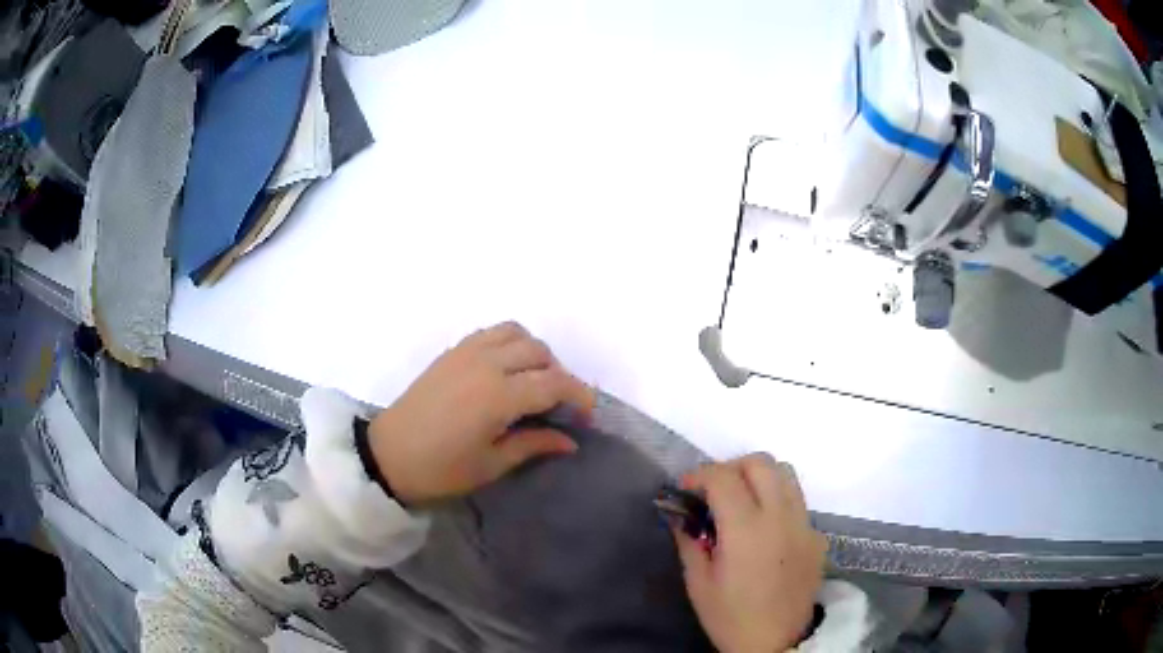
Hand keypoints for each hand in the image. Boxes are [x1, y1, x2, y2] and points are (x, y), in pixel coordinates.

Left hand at [368, 322, 593, 503]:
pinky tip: (505, 370)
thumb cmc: (441, 469)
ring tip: (533, 382)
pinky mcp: (452, 351)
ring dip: (534, 353)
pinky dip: (509, 343)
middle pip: (540, 352)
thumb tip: (570, 440)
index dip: (579, 398)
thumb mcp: (492, 464)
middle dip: (559, 376)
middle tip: (558, 406)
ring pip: (516, 333)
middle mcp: (487, 363)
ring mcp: (467, 352)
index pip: (555, 383)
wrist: (387, 455)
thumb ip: (534, 444)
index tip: (587, 418)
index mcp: (499, 395)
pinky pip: (491, 333)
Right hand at [673, 454, 826, 652]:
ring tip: (741, 503)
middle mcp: (781, 516)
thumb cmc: (731, 617)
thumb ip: (689, 541)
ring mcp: (805, 524)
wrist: (777, 642)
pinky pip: (797, 502)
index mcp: (746, 530)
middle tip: (714, 492)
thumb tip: (680, 513)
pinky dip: (777, 502)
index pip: (724, 477)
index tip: (686, 490)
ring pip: (786, 474)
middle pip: (761, 462)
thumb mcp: (698, 583)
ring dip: (759, 478)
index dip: (699, 476)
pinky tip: (765, 532)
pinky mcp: (817, 535)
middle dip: (731, 467)